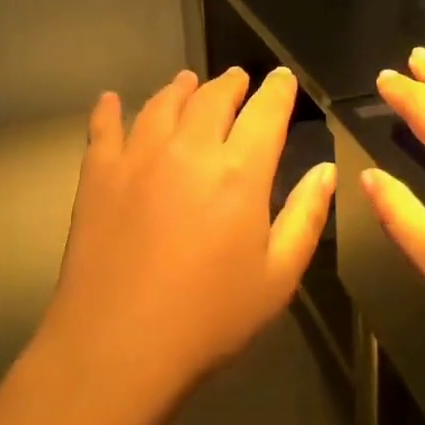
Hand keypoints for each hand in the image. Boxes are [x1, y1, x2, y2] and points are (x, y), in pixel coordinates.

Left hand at [39, 66, 336, 402]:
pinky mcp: (98, 175)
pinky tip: (110, 100)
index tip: (282, 78)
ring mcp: (137, 157)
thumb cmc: (209, 318)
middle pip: (212, 98)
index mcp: (239, 172)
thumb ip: (305, 216)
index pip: (266, 112)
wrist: (117, 346)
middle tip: (238, 79)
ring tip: (187, 82)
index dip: (278, 90)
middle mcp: (188, 149)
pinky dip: (109, 109)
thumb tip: (325, 170)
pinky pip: (103, 128)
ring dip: (180, 89)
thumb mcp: (277, 277)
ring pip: (162, 104)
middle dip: (231, 84)